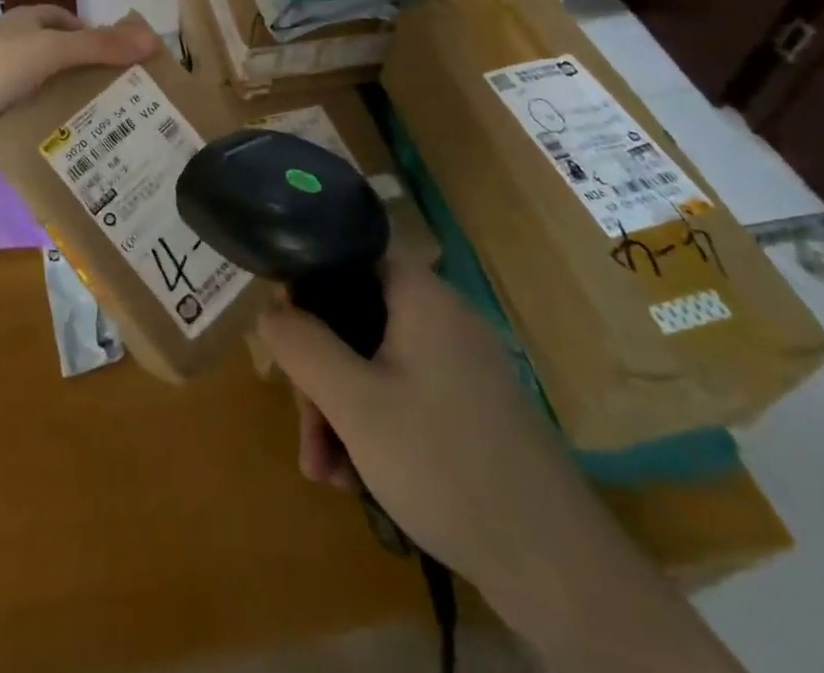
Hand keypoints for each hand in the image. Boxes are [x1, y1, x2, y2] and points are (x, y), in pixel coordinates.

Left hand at [0, 5, 157, 153]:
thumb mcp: (52, 50)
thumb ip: (100, 46)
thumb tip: (152, 39)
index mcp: (29, 21)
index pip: (72, 23)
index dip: (98, 39)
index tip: (124, 66)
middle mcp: (15, 43)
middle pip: (61, 56)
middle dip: (87, 75)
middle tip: (121, 103)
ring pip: (44, 87)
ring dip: (67, 102)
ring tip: (103, 128)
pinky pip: (26, 112)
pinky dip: (43, 123)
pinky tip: (66, 143)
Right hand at [258, 227, 596, 594]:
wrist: (554, 567)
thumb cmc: (443, 463)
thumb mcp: (353, 402)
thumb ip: (302, 344)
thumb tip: (269, 307)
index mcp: (419, 295)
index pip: (349, 256)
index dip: (307, 286)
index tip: (282, 335)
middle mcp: (441, 317)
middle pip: (355, 319)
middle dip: (319, 375)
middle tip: (306, 432)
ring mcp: (459, 364)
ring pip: (374, 364)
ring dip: (340, 411)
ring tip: (326, 472)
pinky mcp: (470, 408)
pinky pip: (403, 394)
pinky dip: (373, 427)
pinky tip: (357, 480)